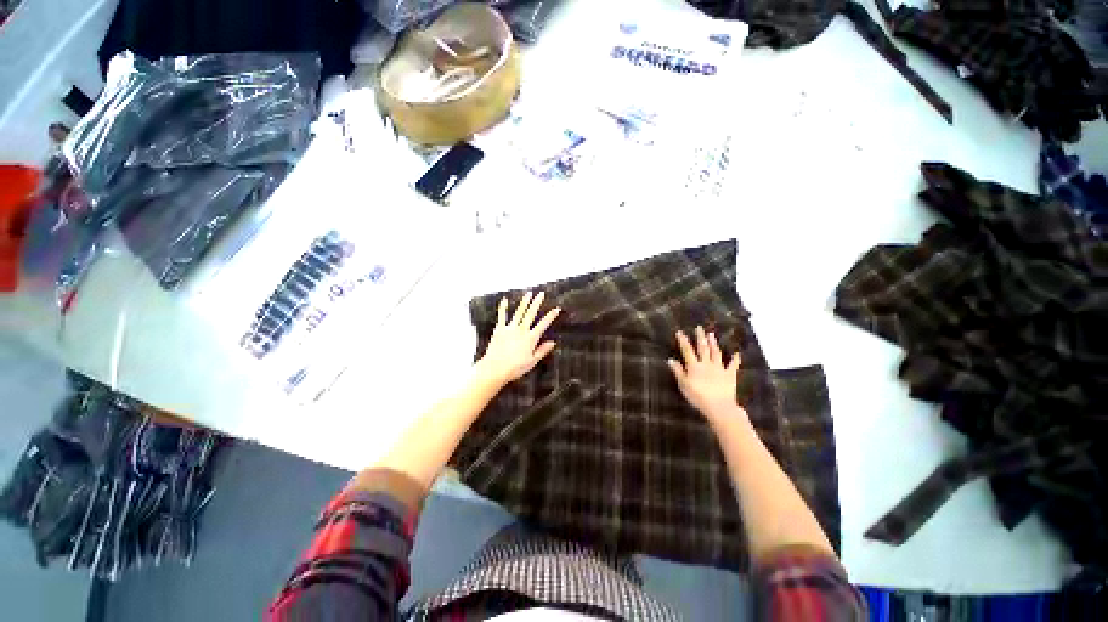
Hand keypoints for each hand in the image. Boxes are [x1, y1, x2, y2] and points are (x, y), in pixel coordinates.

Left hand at [476, 291, 560, 386]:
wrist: (495, 368)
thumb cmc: (514, 368)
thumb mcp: (532, 361)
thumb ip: (542, 350)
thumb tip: (553, 343)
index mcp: (531, 338)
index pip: (543, 324)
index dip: (551, 316)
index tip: (556, 309)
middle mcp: (521, 330)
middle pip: (531, 313)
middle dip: (537, 303)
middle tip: (541, 294)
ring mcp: (510, 328)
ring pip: (519, 312)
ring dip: (524, 302)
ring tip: (529, 293)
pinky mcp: (499, 329)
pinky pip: (502, 316)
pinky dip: (503, 308)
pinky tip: (505, 300)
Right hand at [668, 326, 744, 419]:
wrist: (718, 406)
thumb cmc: (698, 397)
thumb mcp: (683, 385)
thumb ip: (678, 371)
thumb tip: (671, 359)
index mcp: (694, 366)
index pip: (687, 350)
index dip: (683, 341)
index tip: (680, 332)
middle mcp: (706, 364)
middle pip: (703, 348)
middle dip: (700, 337)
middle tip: (699, 328)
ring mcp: (719, 368)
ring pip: (716, 353)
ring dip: (713, 343)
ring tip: (711, 334)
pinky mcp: (729, 375)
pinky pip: (733, 365)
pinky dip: (735, 359)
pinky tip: (737, 353)